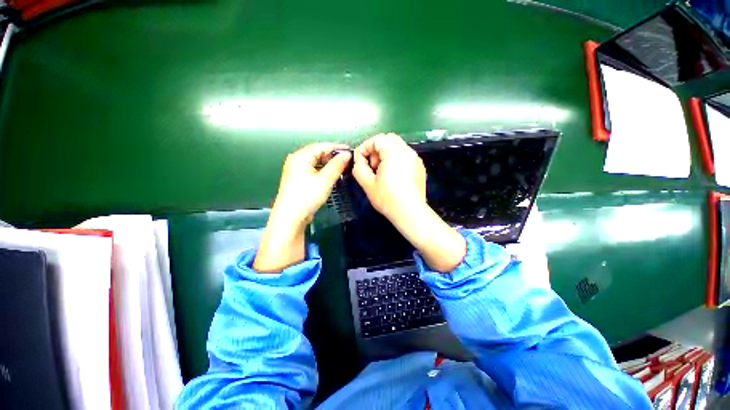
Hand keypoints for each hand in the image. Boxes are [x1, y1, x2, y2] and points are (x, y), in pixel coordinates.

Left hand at [254, 143, 351, 272]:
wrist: (290, 217)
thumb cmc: (307, 196)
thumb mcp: (325, 180)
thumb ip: (337, 165)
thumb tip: (347, 155)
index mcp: (301, 156)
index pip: (321, 146)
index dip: (337, 147)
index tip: (350, 151)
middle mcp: (296, 160)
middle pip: (317, 153)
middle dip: (333, 156)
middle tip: (348, 161)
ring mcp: (295, 170)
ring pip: (315, 162)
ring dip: (329, 164)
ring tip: (342, 167)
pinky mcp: (297, 180)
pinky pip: (312, 170)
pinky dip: (323, 171)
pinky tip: (331, 175)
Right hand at [351, 133, 426, 220]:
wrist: (410, 213)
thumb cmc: (388, 199)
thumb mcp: (367, 184)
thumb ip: (359, 167)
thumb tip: (358, 159)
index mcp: (394, 152)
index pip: (377, 139)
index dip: (364, 147)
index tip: (358, 160)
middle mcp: (407, 151)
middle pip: (388, 139)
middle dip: (375, 149)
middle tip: (371, 166)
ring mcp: (415, 158)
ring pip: (397, 147)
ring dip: (385, 154)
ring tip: (380, 172)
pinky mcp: (419, 167)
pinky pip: (404, 156)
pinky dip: (395, 159)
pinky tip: (392, 176)